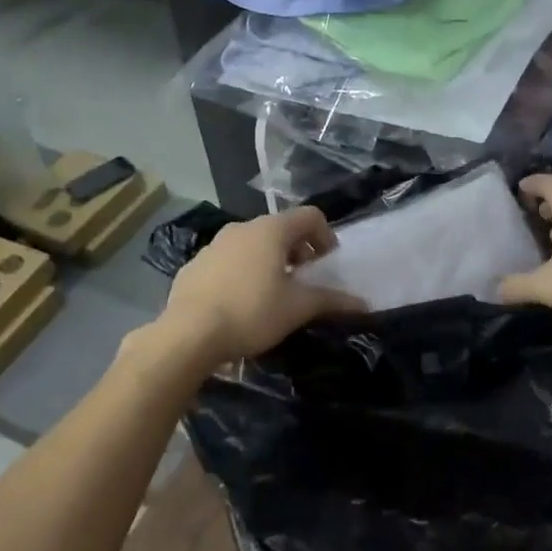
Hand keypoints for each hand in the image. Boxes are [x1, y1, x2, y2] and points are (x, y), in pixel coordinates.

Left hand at [160, 207, 365, 366]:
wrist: (188, 334)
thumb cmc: (252, 312)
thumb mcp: (298, 308)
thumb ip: (331, 300)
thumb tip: (363, 303)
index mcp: (271, 230)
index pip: (310, 216)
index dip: (326, 236)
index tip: (328, 264)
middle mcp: (242, 228)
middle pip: (280, 229)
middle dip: (298, 250)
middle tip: (304, 280)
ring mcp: (214, 245)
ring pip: (252, 244)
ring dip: (269, 261)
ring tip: (273, 293)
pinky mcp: (194, 265)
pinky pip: (228, 261)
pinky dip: (242, 272)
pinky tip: (240, 303)